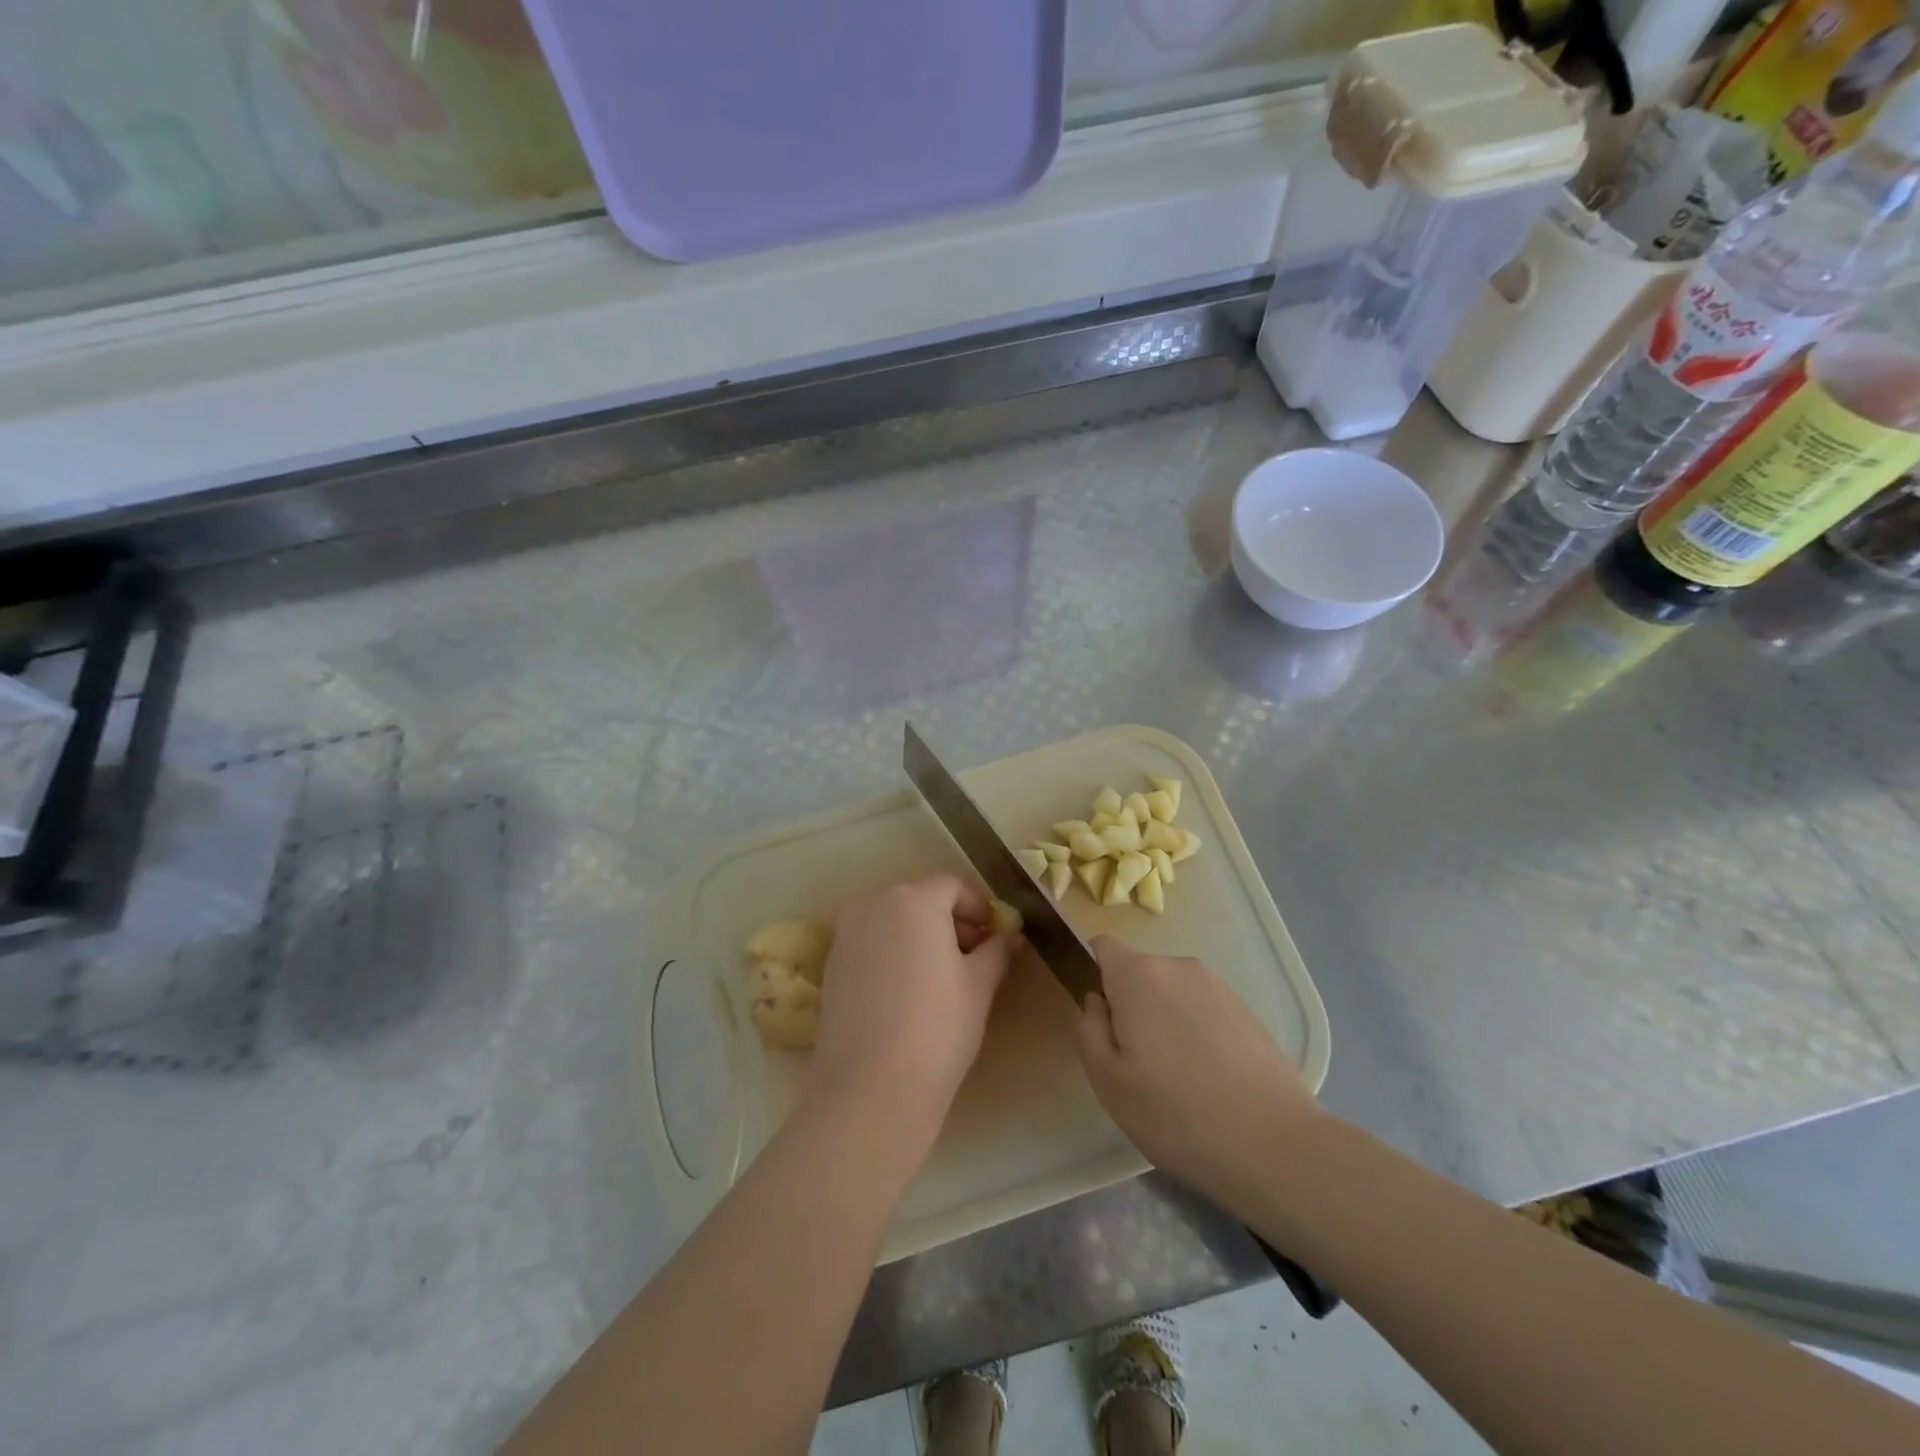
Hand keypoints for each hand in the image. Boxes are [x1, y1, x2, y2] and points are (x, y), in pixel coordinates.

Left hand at [807, 874, 1017, 1148]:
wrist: (870, 1088)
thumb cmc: (937, 1028)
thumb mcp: (980, 986)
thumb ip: (997, 950)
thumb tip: (1011, 935)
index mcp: (913, 900)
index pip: (953, 886)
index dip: (979, 907)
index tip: (996, 937)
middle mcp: (874, 904)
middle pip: (921, 899)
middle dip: (951, 922)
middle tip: (976, 958)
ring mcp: (847, 934)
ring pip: (895, 921)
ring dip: (922, 936)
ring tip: (944, 979)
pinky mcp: (832, 965)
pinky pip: (873, 944)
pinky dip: (895, 954)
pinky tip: (910, 993)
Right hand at [1077, 937, 1321, 1218]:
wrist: (1273, 1145)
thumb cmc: (1175, 1113)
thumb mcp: (1107, 1080)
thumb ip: (1089, 1029)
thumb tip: (1098, 1001)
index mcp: (1138, 975)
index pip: (1103, 946)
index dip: (1095, 974)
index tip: (1102, 1019)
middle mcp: (1178, 967)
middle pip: (1139, 974)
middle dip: (1132, 1006)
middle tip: (1138, 1063)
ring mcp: (1218, 986)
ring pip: (1173, 993)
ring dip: (1166, 1020)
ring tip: (1178, 1078)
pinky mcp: (1247, 1010)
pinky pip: (1204, 1009)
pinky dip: (1197, 1033)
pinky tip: (1210, 1080)